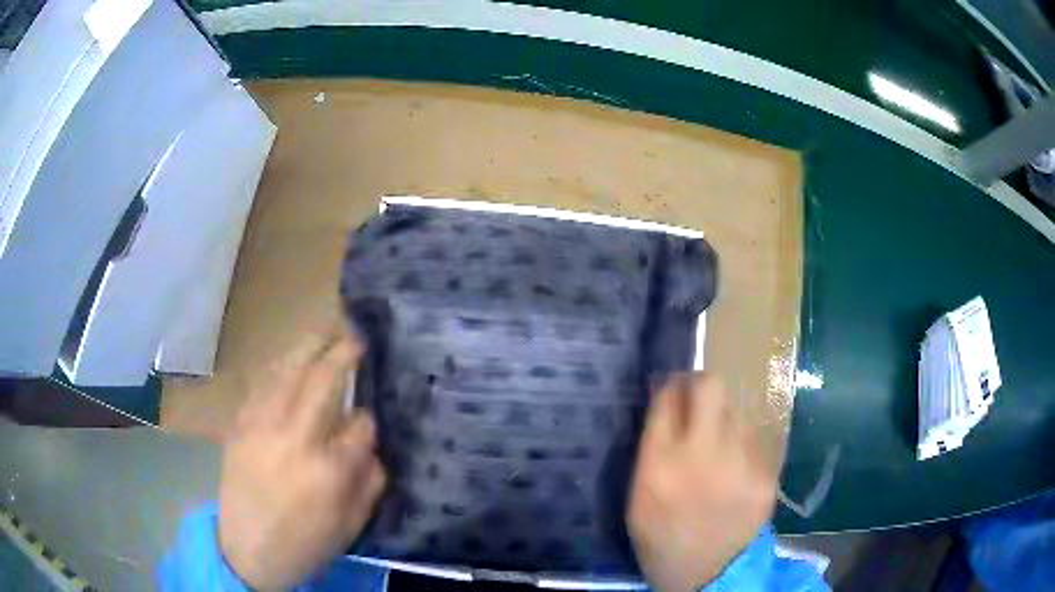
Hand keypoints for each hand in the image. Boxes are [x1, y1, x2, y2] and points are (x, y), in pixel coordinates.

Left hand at [219, 331, 386, 590]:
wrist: (248, 551)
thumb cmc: (306, 542)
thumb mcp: (352, 522)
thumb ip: (369, 478)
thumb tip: (368, 440)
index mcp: (329, 469)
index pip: (360, 423)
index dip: (368, 419)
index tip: (368, 421)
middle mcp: (294, 438)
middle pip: (322, 380)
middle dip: (343, 352)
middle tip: (355, 337)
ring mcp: (261, 426)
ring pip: (287, 371)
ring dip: (309, 348)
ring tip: (325, 334)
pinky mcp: (239, 425)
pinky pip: (261, 384)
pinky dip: (279, 366)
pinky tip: (289, 362)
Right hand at [628, 373, 776, 591]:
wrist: (710, 576)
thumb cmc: (663, 539)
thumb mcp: (638, 497)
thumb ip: (652, 448)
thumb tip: (665, 403)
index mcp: (660, 465)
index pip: (669, 396)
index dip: (671, 385)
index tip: (673, 390)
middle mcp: (703, 456)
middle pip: (712, 386)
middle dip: (701, 385)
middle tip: (697, 401)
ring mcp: (741, 464)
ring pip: (737, 411)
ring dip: (724, 420)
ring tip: (718, 447)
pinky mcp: (767, 474)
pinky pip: (755, 440)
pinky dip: (743, 446)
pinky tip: (736, 469)